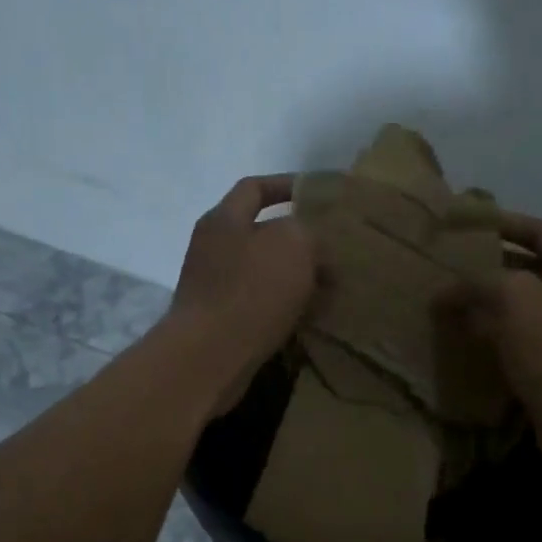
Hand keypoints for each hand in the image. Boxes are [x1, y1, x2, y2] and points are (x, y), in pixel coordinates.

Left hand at [166, 175, 317, 413]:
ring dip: (294, 277)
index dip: (287, 185)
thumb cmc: (250, 292)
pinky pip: (258, 303)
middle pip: (259, 232)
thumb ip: (308, 232)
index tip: (318, 195)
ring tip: (328, 286)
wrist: (208, 357)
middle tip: (332, 249)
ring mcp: (212, 286)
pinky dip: (283, 306)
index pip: (255, 187)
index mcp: (224, 220)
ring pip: (262, 271)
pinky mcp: (218, 320)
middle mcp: (212, 248)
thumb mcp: (293, 245)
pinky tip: (308, 316)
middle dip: (297, 240)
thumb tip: (313, 247)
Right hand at [445, 212, 541, 466]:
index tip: (469, 225)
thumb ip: (477, 283)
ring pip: (523, 308)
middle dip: (491, 266)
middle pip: (532, 269)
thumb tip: (444, 293)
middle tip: (452, 265)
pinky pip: (519, 341)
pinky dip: (493, 336)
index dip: (507, 223)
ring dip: (488, 304)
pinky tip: (464, 340)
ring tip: (450, 302)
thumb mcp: (514, 297)